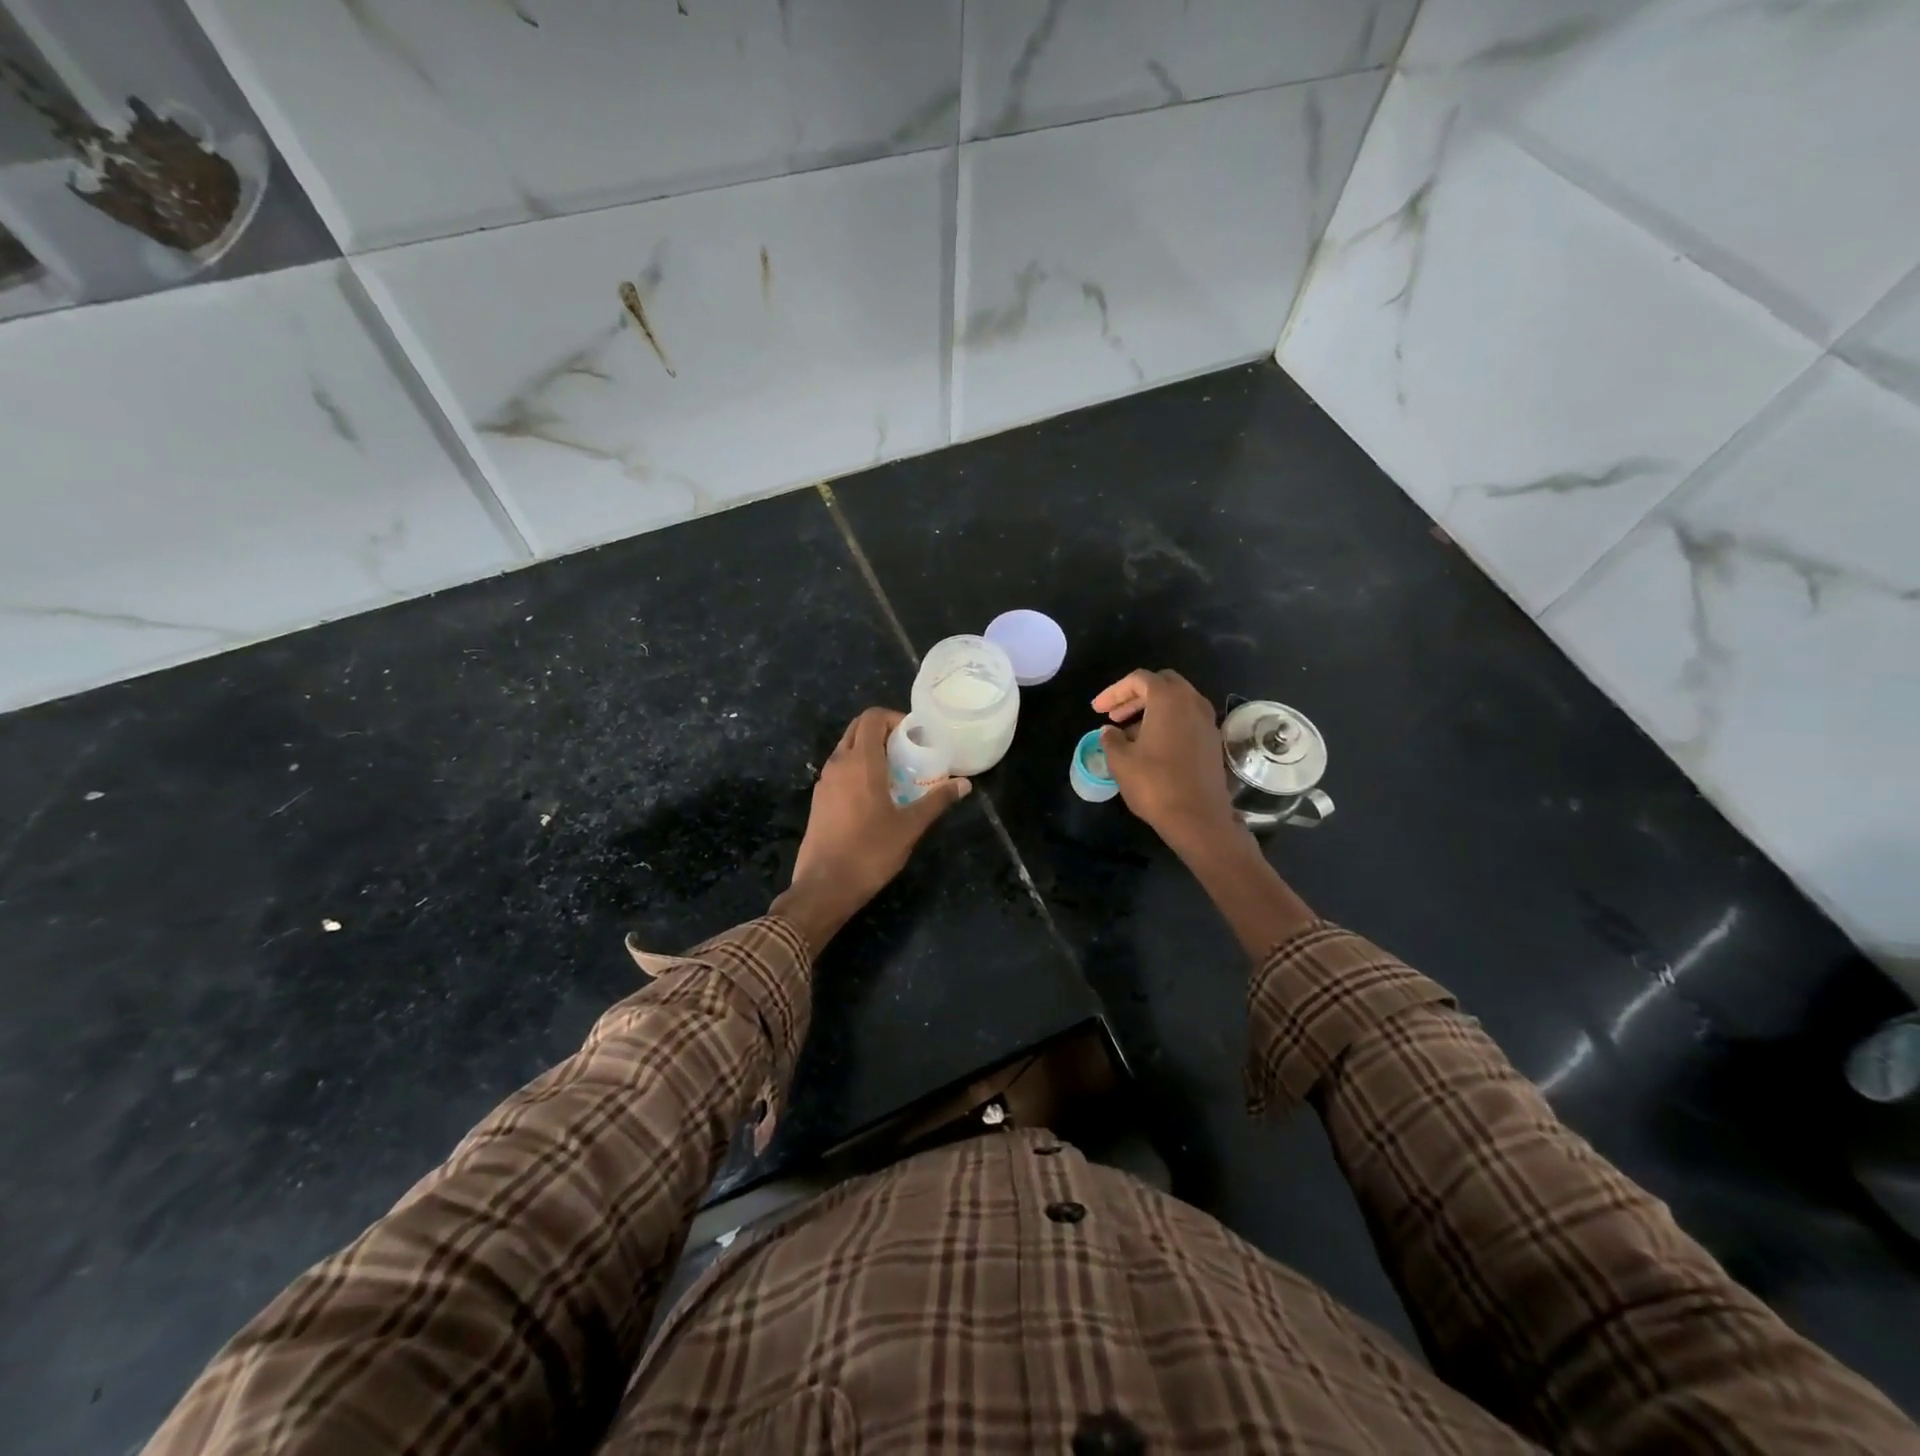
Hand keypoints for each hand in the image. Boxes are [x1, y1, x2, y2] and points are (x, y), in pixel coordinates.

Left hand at [774, 707, 969, 951]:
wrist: (824, 886)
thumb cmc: (870, 852)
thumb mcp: (910, 826)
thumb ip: (937, 801)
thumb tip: (964, 785)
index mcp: (860, 762)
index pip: (872, 717)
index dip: (895, 719)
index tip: (916, 736)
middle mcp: (838, 763)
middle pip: (858, 729)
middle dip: (883, 732)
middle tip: (908, 751)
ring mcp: (824, 782)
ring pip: (846, 749)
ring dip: (870, 751)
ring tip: (897, 773)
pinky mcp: (819, 800)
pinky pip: (840, 770)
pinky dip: (858, 769)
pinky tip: (876, 795)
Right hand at [1092, 669, 1239, 851]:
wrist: (1198, 818)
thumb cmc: (1155, 784)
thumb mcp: (1121, 761)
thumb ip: (1111, 739)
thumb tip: (1109, 731)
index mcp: (1169, 699)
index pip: (1139, 679)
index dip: (1114, 692)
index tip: (1097, 710)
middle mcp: (1193, 703)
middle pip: (1162, 684)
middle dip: (1135, 695)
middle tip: (1115, 714)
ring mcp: (1207, 722)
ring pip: (1177, 702)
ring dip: (1152, 709)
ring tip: (1128, 732)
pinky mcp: (1213, 741)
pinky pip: (1187, 719)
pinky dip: (1167, 722)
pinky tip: (1151, 745)